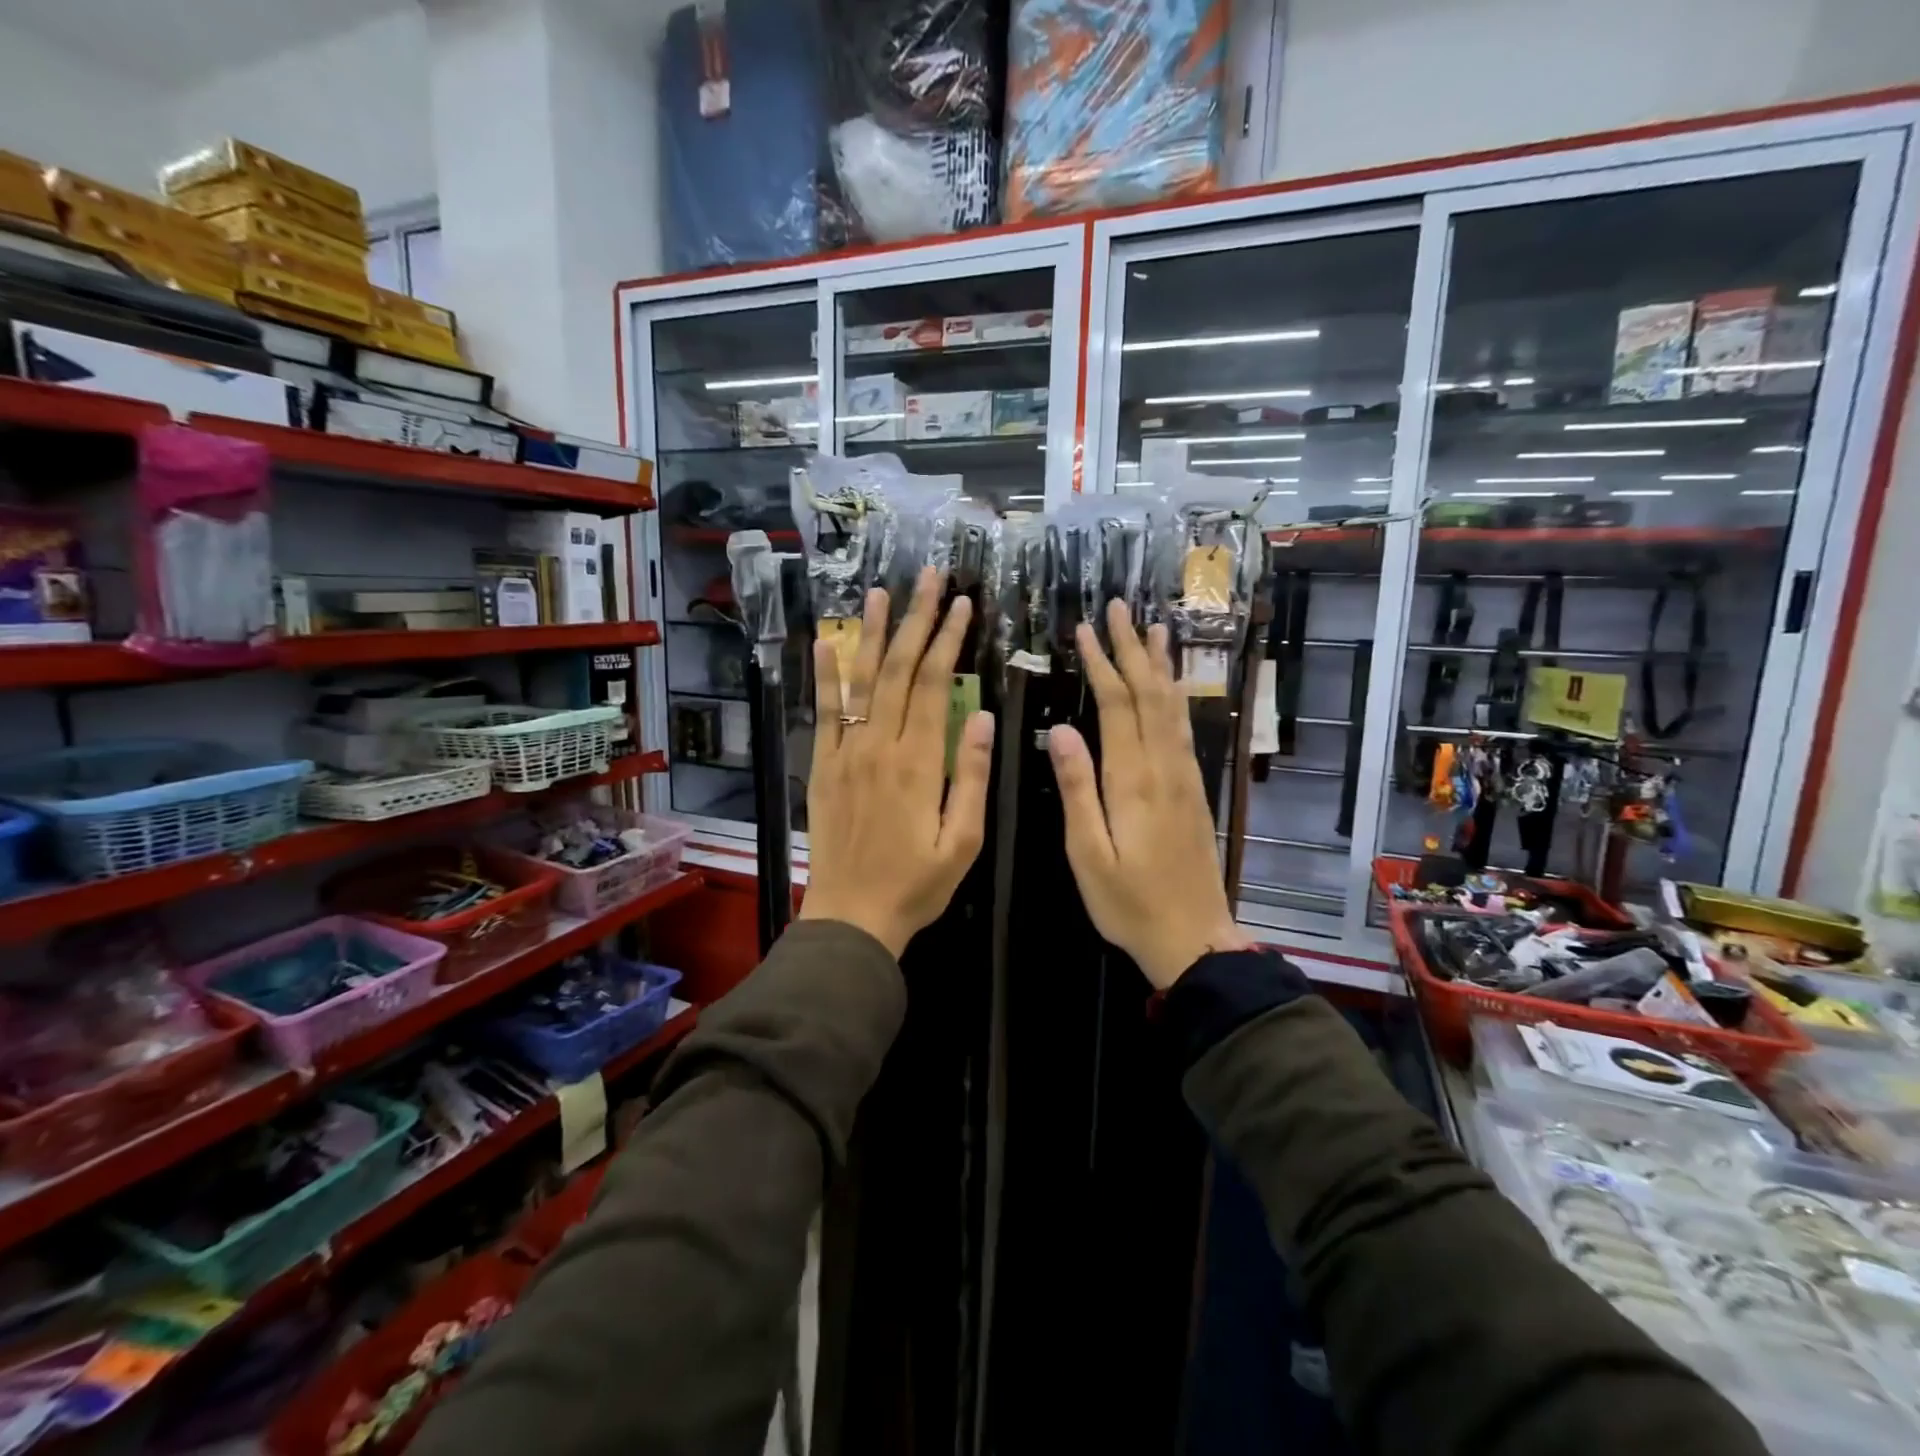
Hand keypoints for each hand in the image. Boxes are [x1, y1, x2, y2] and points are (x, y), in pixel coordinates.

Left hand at [798, 566, 994, 957]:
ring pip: (859, 681)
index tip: (963, 605)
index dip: (948, 640)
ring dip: (871, 634)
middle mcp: (878, 746)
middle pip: (897, 670)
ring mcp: (845, 754)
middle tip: (929, 578)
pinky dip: (824, 676)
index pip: (933, 685)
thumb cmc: (916, 884)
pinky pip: (823, 713)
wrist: (851, 916)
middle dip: (916, 620)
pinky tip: (825, 642)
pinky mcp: (823, 767)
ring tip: (879, 592)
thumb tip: (982, 716)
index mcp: (918, 762)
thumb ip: (971, 776)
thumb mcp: (962, 841)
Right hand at [1048, 600, 1251, 989]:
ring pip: (1172, 706)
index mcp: (1133, 780)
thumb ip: (1078, 789)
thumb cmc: (1129, 902)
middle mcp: (1164, 767)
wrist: (1193, 937)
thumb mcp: (1088, 853)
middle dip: (1133, 648)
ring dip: (1160, 664)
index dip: (1102, 663)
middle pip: (1149, 694)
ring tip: (1154, 627)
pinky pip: (1184, 728)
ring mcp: (1184, 776)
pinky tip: (1171, 685)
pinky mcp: (1194, 789)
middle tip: (1120, 607)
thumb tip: (1061, 730)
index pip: (1117, 705)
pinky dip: (1176, 696)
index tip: (1085, 629)